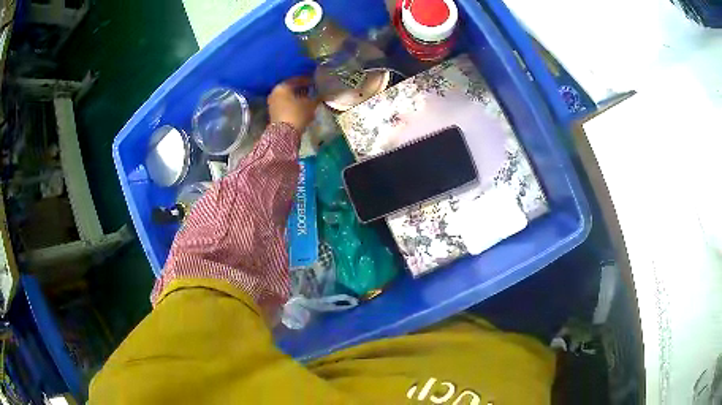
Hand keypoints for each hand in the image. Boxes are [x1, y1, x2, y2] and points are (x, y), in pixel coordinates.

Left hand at [268, 77, 318, 131]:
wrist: (284, 134)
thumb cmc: (297, 114)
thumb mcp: (310, 104)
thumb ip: (317, 97)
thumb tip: (322, 94)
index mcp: (283, 86)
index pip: (297, 79)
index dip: (307, 80)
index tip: (315, 82)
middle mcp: (275, 92)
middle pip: (290, 88)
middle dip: (301, 89)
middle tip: (311, 90)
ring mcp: (272, 103)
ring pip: (287, 96)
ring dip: (296, 97)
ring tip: (307, 99)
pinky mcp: (272, 113)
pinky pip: (284, 104)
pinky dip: (291, 104)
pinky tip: (300, 107)